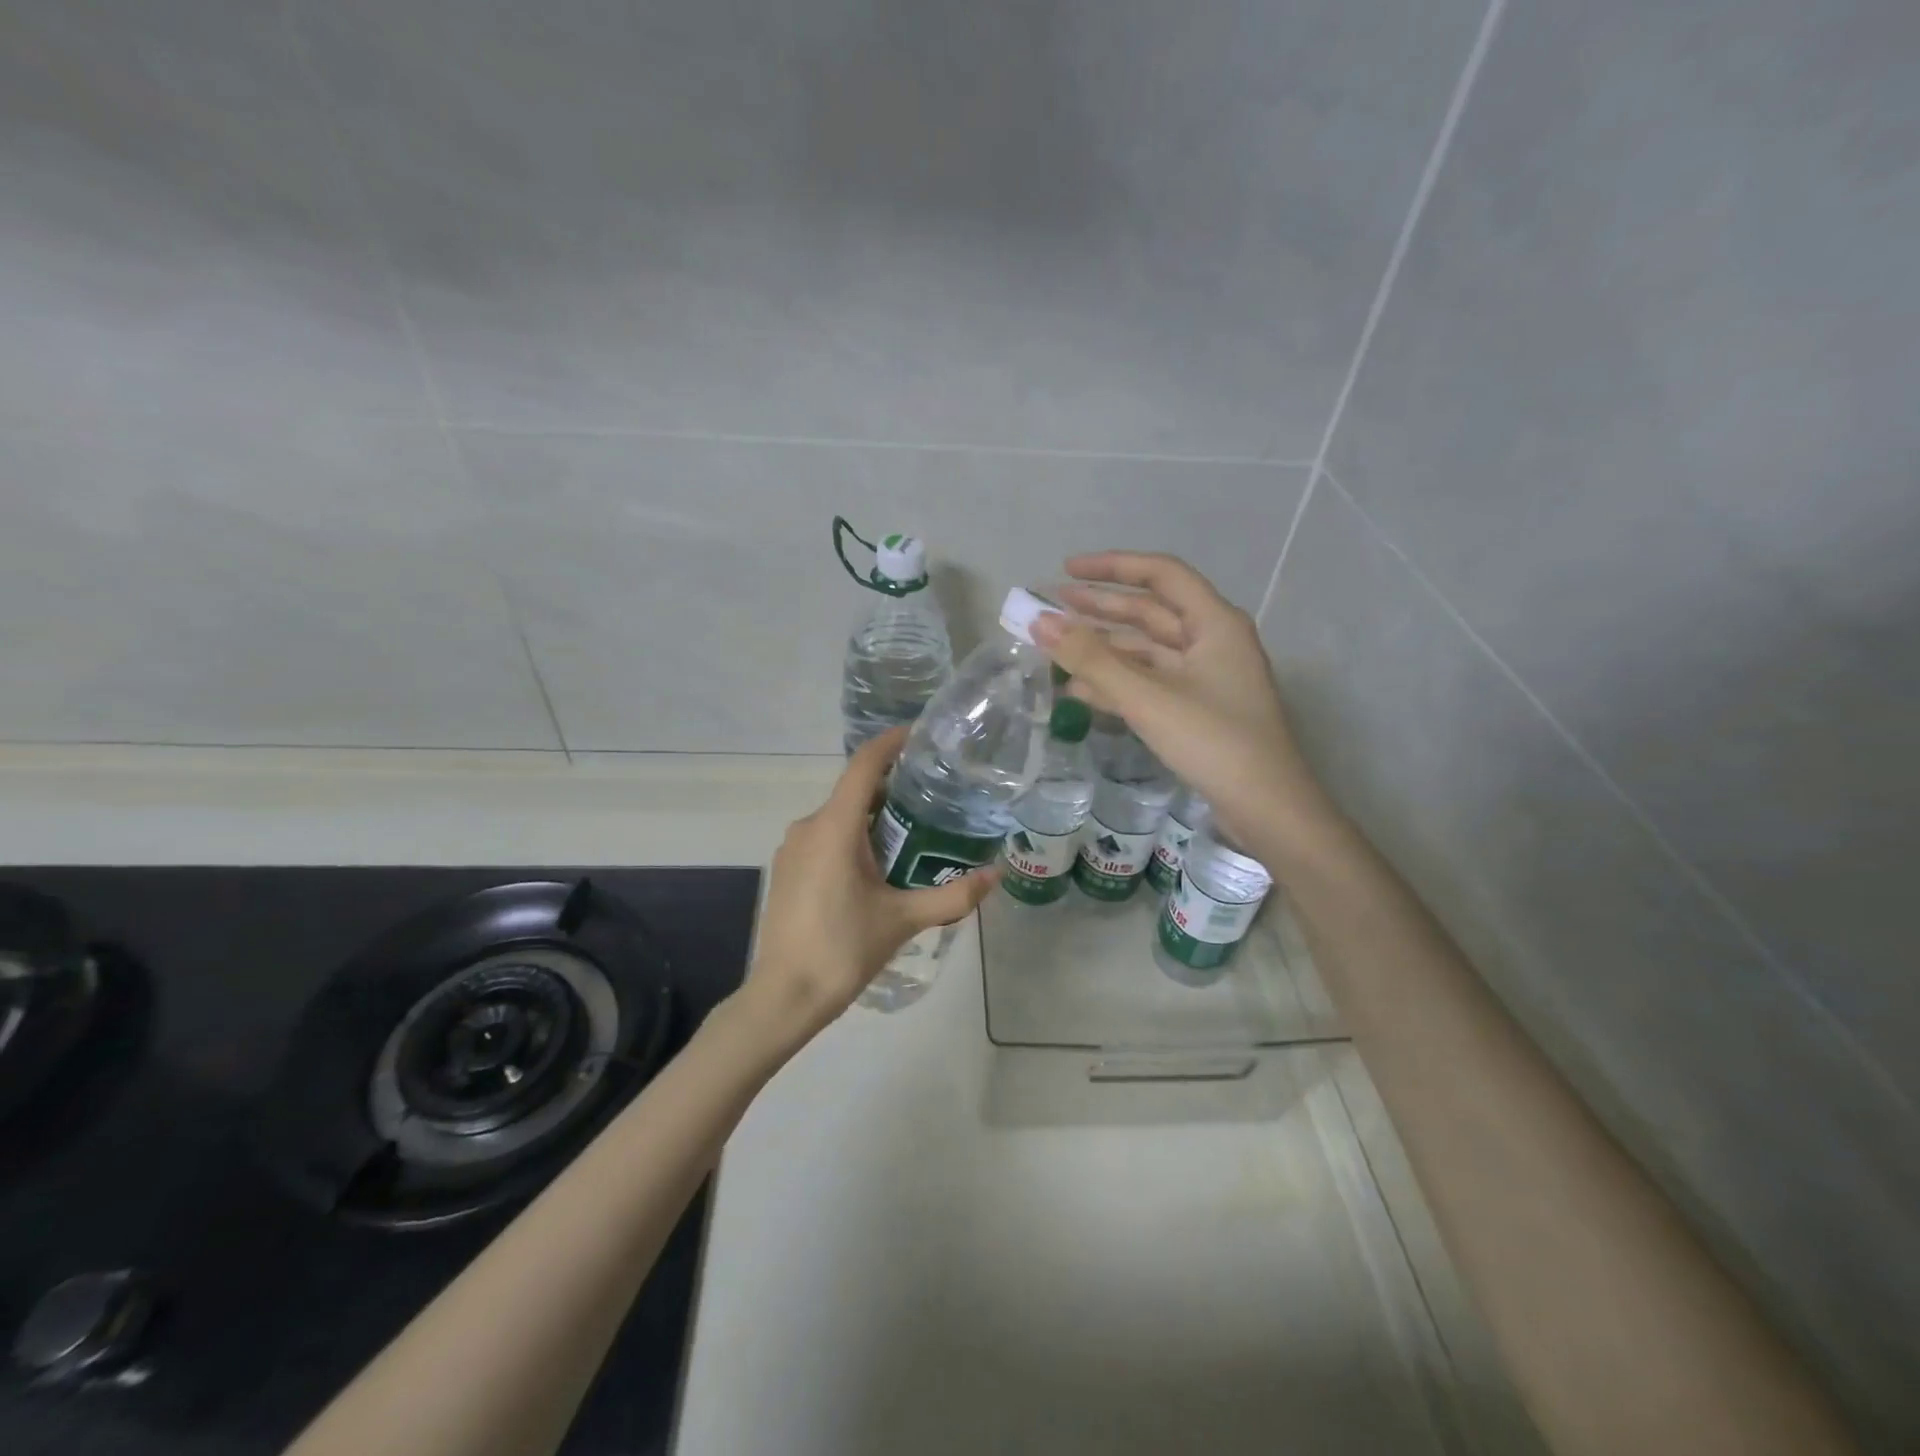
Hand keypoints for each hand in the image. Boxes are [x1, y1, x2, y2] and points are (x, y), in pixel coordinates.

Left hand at [741, 727, 997, 1044]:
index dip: (892, 742)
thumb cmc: (843, 950)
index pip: (864, 765)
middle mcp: (809, 826)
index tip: (921, 734)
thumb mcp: (903, 920)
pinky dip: (855, 837)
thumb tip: (996, 876)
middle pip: (855, 790)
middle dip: (894, 787)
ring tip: (915, 831)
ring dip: (875, 817)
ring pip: (841, 816)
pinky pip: (826, 837)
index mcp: (835, 827)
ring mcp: (793, 848)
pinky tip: (879, 865)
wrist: (784, 996)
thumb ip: (952, 896)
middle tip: (936, 795)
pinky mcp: (789, 869)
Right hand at [1033, 552, 1331, 859]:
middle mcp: (1212, 641)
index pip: (1160, 575)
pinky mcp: (1197, 709)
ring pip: (1146, 651)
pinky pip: (1149, 683)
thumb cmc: (1213, 741)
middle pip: (1150, 612)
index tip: (1065, 571)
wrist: (1267, 808)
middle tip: (1052, 607)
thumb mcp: (1147, 697)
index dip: (1112, 567)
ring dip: (1103, 650)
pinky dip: (1116, 684)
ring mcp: (1206, 678)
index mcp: (1213, 623)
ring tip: (1055, 650)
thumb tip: (1038, 623)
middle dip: (1100, 608)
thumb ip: (1091, 659)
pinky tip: (1078, 693)